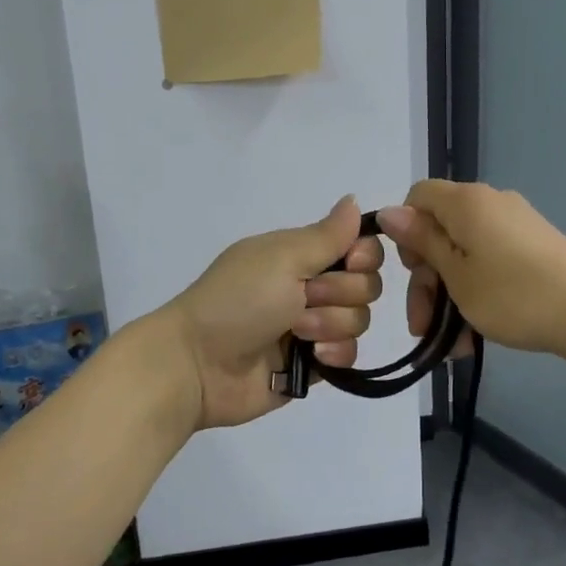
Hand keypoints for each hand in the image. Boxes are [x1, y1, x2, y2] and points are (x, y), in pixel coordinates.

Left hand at [159, 197, 384, 429]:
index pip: (359, 247)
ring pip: (359, 320)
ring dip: (331, 324)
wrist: (199, 365)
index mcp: (301, 255)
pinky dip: (335, 355)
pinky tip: (312, 358)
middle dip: (341, 293)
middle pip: (366, 284)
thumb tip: (353, 199)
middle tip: (304, 299)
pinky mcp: (314, 363)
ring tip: (297, 334)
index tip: (351, 262)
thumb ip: (327, 235)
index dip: (364, 255)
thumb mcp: (282, 258)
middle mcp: (311, 286)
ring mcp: (314, 327)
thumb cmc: (238, 300)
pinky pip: (349, 355)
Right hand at [375, 180, 565, 355]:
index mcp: (467, 202)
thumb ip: (422, 242)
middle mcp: (490, 204)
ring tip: (450, 345)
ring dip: (449, 296)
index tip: (413, 271)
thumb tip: (388, 211)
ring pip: (464, 255)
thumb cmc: (513, 296)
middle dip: (426, 279)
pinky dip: (477, 293)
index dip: (406, 230)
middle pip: (440, 231)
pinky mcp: (534, 247)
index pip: (418, 196)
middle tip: (423, 325)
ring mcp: (515, 225)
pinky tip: (473, 336)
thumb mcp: (457, 275)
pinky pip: (490, 263)